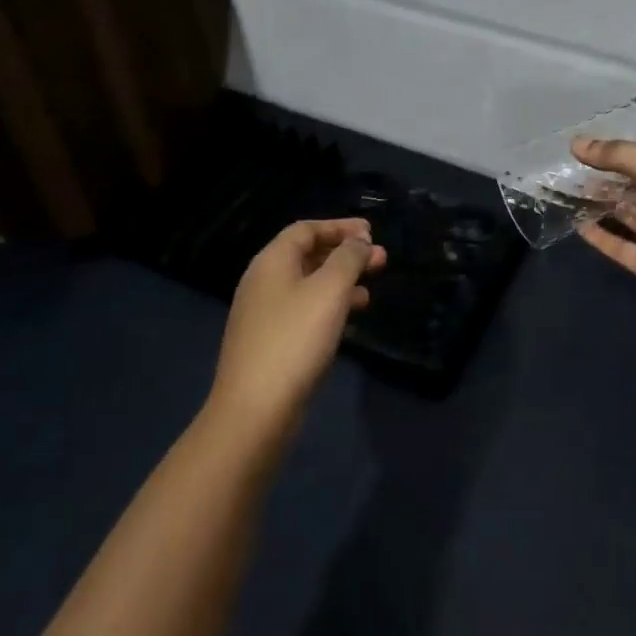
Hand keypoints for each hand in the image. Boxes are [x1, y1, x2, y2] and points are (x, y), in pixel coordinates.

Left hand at [210, 219, 384, 435]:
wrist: (255, 409)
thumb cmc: (295, 339)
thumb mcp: (330, 290)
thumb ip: (348, 258)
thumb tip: (359, 241)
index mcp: (271, 262)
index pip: (306, 229)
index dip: (339, 226)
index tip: (371, 232)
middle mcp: (263, 282)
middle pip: (307, 255)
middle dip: (345, 254)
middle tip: (381, 260)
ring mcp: (263, 314)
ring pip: (308, 285)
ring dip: (340, 282)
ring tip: (370, 290)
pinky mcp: (269, 342)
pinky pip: (304, 310)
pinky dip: (329, 307)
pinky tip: (349, 319)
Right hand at [573, 139, 635, 324]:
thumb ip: (621, 154)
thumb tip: (576, 143)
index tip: (609, 140)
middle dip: (616, 174)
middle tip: (579, 163)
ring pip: (632, 215)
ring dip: (605, 202)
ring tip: (573, 188)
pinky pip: (622, 247)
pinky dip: (601, 236)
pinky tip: (577, 224)